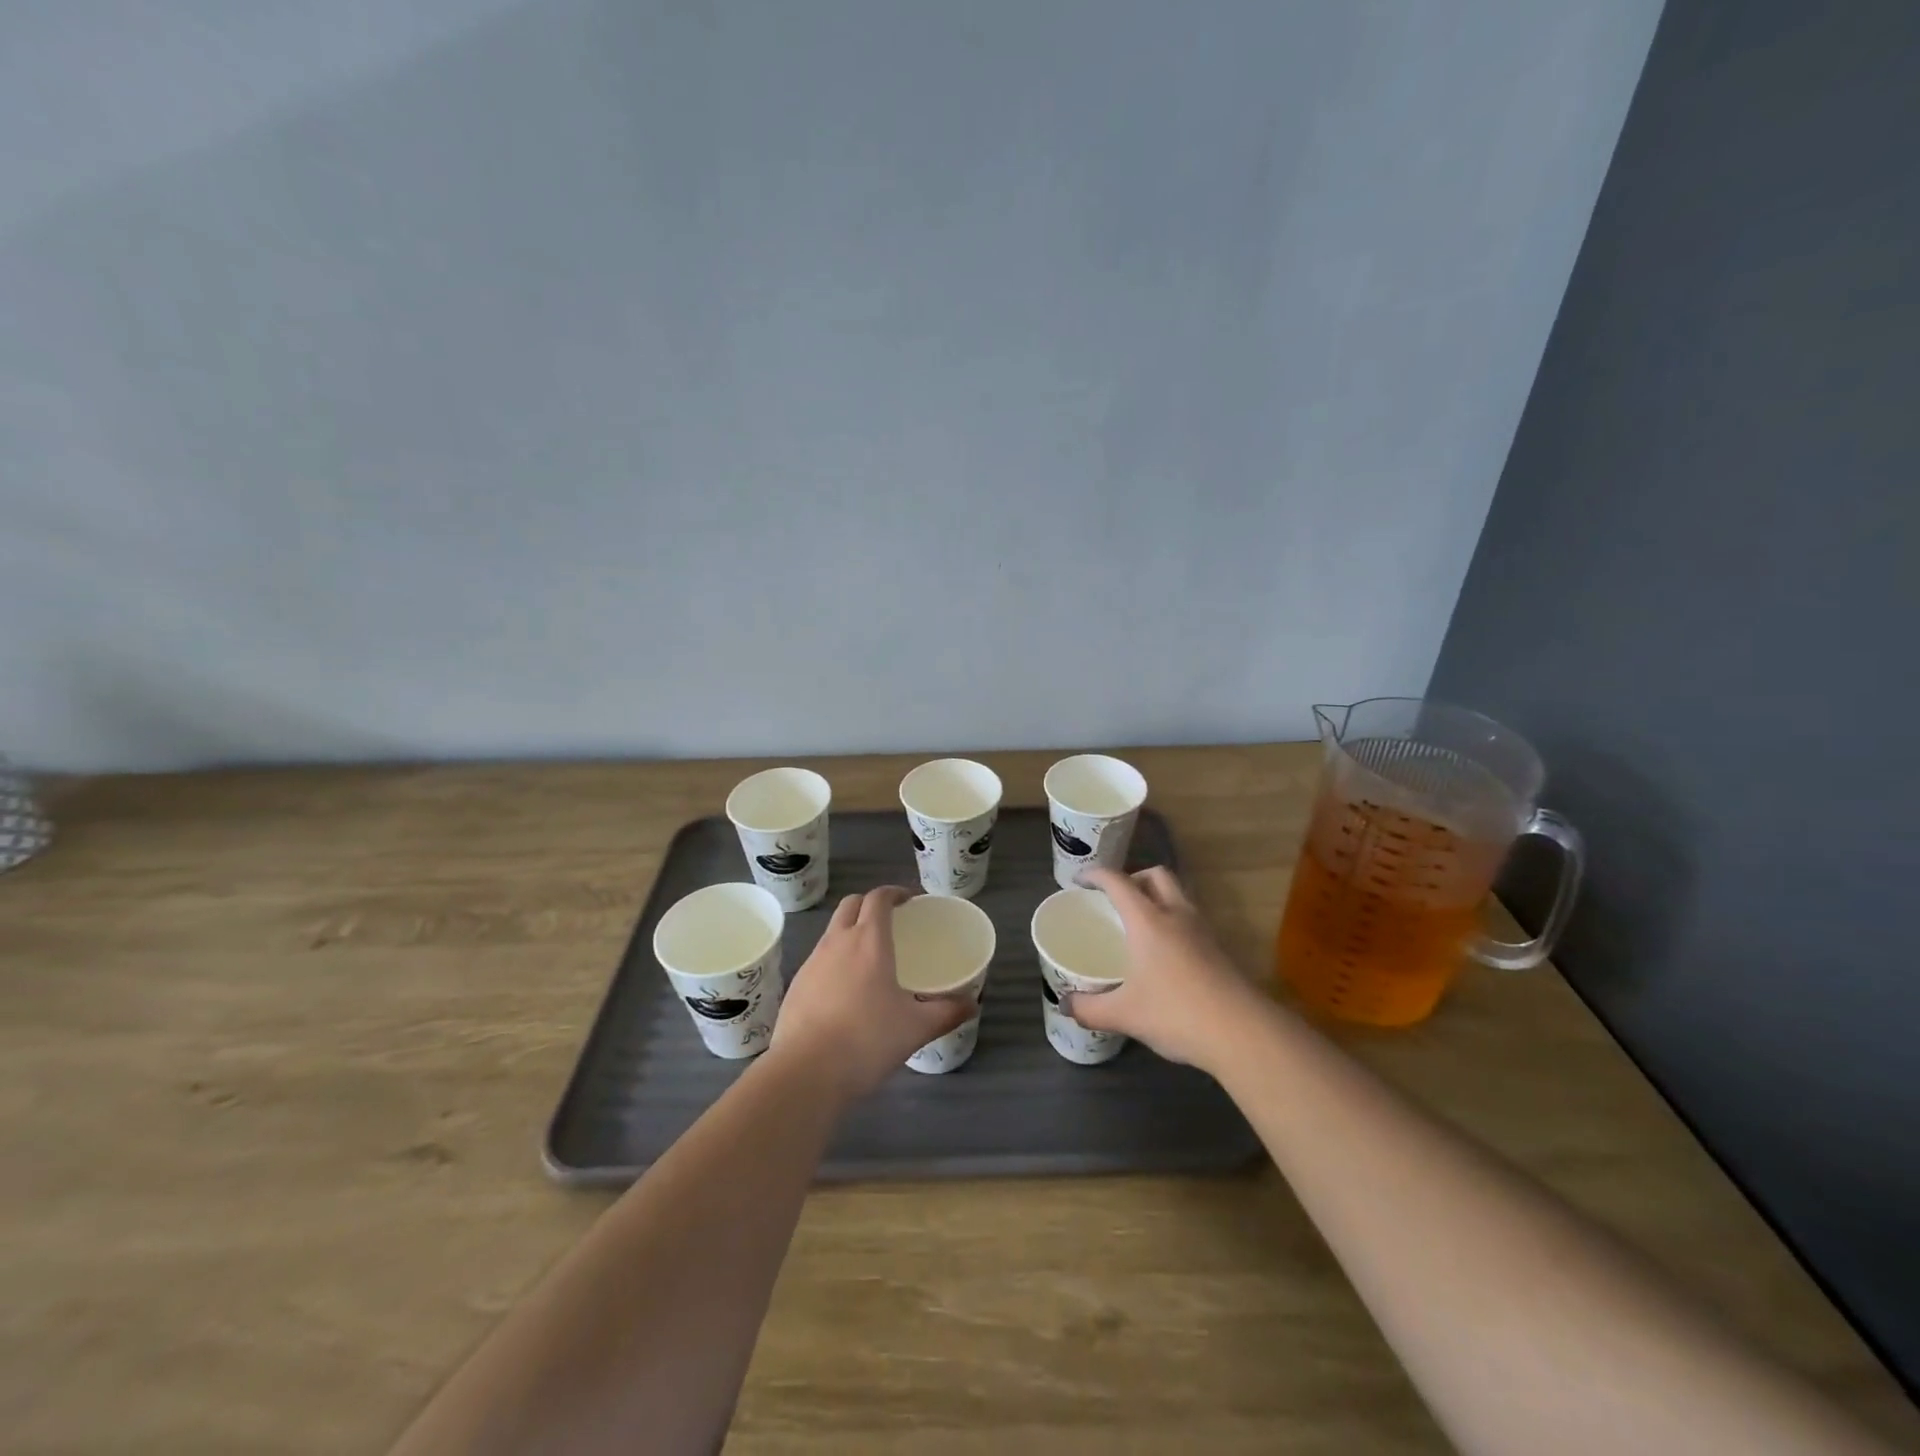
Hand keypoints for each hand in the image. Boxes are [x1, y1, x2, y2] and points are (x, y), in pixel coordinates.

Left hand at [770, 887, 972, 1100]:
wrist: (805, 1072)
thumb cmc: (866, 1040)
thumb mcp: (915, 1028)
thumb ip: (946, 1012)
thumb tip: (973, 1005)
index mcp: (869, 940)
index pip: (878, 898)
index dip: (894, 893)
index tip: (910, 901)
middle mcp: (837, 941)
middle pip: (851, 904)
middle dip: (869, 904)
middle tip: (890, 922)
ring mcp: (812, 962)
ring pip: (832, 931)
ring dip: (850, 931)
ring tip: (869, 958)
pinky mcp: (796, 985)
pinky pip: (819, 959)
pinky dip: (834, 960)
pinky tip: (845, 990)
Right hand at [1066, 867, 1264, 1071]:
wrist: (1242, 1032)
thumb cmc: (1176, 1013)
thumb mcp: (1124, 1014)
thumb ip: (1089, 1008)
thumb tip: (1065, 1005)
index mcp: (1148, 920)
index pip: (1118, 882)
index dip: (1096, 875)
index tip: (1080, 881)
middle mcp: (1176, 914)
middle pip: (1156, 875)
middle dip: (1133, 878)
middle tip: (1115, 899)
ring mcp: (1202, 930)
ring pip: (1178, 894)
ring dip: (1157, 897)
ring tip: (1139, 923)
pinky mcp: (1218, 948)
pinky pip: (1190, 918)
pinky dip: (1173, 920)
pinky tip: (1164, 952)